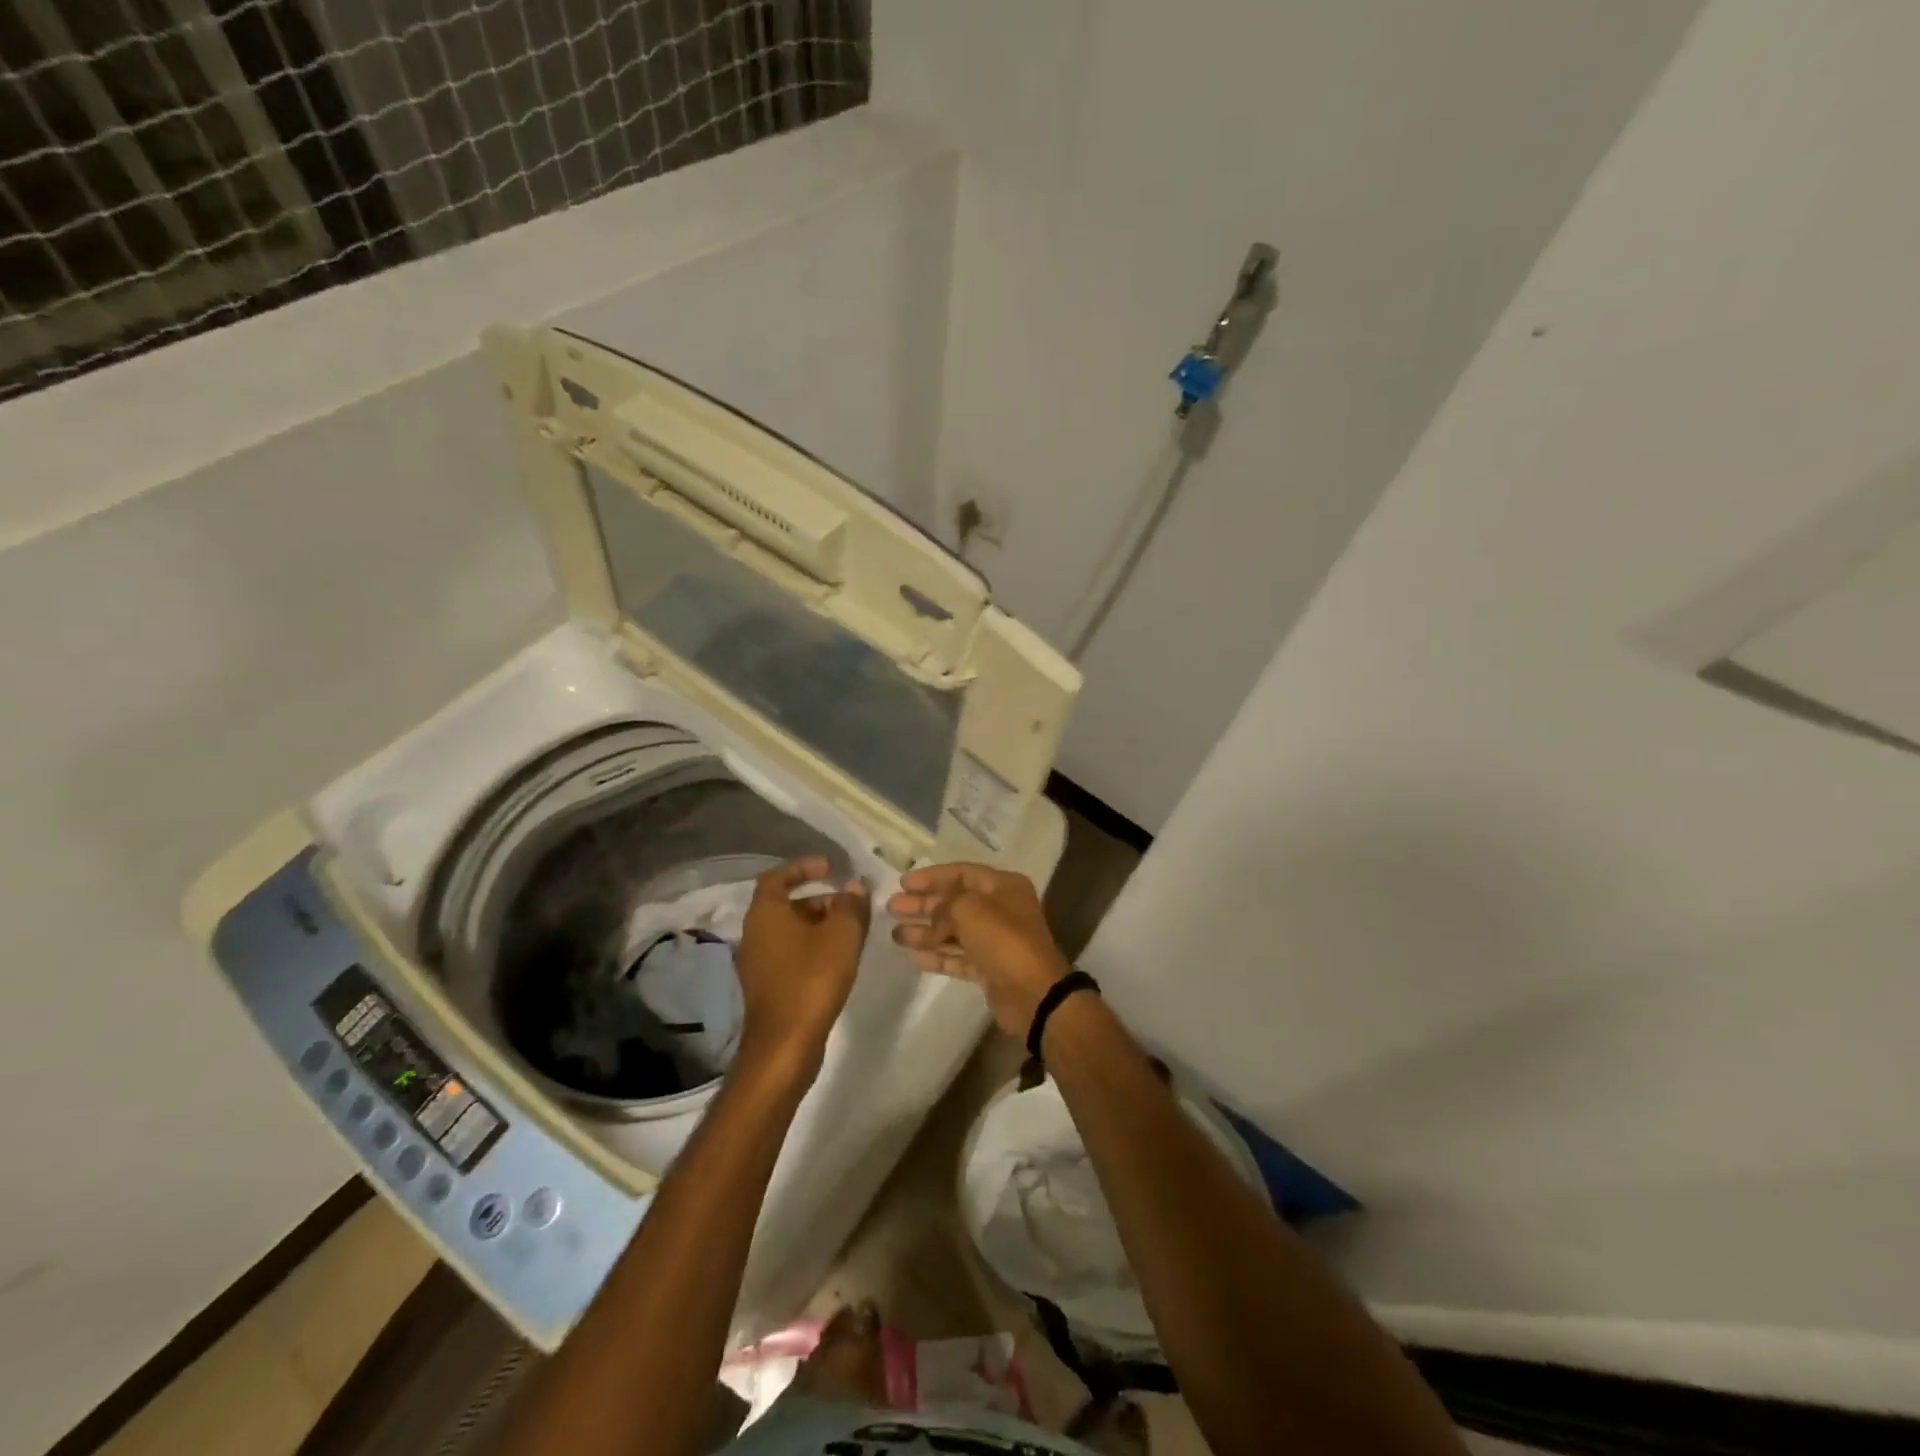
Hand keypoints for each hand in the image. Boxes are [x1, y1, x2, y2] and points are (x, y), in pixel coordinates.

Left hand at [734, 858, 870, 1071]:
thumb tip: (854, 886)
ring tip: (852, 931)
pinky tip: (839, 959)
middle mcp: (755, 933)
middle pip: (786, 904)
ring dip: (819, 925)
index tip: (830, 868)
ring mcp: (758, 962)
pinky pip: (791, 953)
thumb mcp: (841, 935)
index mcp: (765, 913)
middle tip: (850, 904)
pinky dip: (813, 947)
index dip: (803, 867)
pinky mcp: (768, 986)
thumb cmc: (811, 979)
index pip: (777, 876)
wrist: (784, 1044)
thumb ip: (851, 905)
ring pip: (790, 931)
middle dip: (820, 899)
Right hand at [887, 864, 1071, 1037]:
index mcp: (1003, 886)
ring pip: (954, 931)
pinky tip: (914, 956)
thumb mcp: (969, 909)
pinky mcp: (989, 969)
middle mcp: (1000, 910)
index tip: (903, 883)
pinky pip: (958, 957)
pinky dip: (938, 955)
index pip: (962, 873)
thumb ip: (944, 904)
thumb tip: (931, 911)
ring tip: (894, 934)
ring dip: (925, 932)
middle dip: (923, 905)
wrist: (1033, 993)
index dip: (931, 877)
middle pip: (954, 902)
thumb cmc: (1003, 940)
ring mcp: (995, 941)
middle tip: (892, 907)